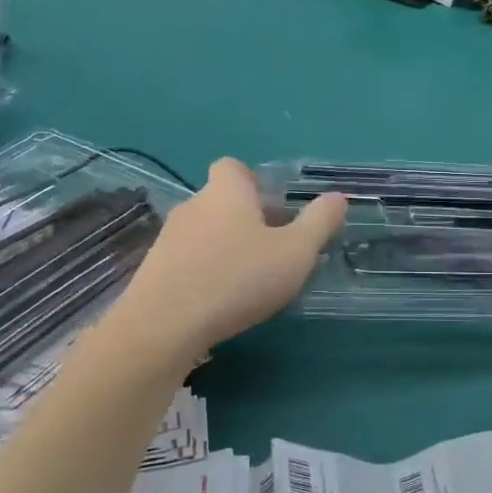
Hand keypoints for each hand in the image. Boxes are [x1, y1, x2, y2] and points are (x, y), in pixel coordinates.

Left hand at [116, 159, 346, 360]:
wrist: (164, 325)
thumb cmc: (237, 279)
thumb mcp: (295, 252)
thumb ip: (319, 223)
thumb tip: (337, 197)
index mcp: (226, 192)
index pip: (234, 167)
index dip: (254, 182)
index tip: (275, 209)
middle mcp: (193, 206)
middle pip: (222, 201)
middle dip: (246, 220)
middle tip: (274, 251)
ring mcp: (168, 238)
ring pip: (204, 233)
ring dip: (225, 248)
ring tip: (249, 281)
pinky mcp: (154, 271)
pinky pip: (187, 260)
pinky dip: (205, 272)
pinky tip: (219, 301)